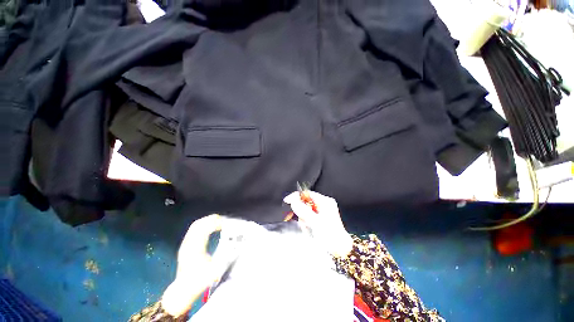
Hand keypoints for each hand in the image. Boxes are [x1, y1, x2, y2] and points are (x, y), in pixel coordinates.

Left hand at [161, 214, 222, 316]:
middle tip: (222, 219)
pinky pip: (193, 230)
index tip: (225, 223)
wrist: (182, 291)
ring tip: (218, 221)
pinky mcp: (185, 247)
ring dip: (207, 221)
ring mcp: (185, 245)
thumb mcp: (214, 272)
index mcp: (195, 249)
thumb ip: (225, 258)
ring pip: (195, 226)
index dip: (215, 223)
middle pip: (198, 224)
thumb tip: (236, 247)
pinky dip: (203, 226)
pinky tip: (210, 228)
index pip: (204, 229)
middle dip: (211, 219)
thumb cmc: (198, 282)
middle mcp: (188, 245)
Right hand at [284, 191, 352, 256]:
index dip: (296, 196)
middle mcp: (323, 204)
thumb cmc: (330, 236)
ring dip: (303, 219)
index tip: (287, 201)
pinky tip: (309, 230)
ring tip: (308, 229)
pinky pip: (307, 217)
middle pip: (305, 202)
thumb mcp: (315, 222)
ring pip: (305, 211)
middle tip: (304, 222)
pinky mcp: (320, 219)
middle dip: (301, 212)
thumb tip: (292, 200)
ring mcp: (322, 212)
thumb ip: (303, 210)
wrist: (339, 251)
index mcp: (325, 201)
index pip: (307, 193)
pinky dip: (306, 223)